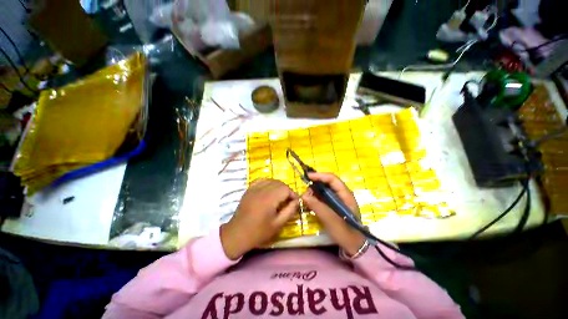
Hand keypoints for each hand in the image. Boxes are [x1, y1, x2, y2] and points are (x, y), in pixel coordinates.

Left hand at [221, 179, 298, 259]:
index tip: (295, 202)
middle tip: (288, 201)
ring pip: (271, 180)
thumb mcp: (278, 224)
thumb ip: (290, 211)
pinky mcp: (249, 190)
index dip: (292, 194)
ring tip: (279, 196)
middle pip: (279, 183)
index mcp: (269, 199)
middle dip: (286, 190)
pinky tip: (269, 190)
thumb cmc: (259, 232)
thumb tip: (297, 201)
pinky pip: (261, 180)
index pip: (285, 189)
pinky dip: (268, 182)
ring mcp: (254, 188)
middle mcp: (261, 190)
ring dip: (278, 186)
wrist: (237, 234)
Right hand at [301, 172, 365, 256]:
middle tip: (306, 192)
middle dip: (315, 185)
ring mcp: (338, 201)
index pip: (332, 179)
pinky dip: (316, 199)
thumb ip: (317, 206)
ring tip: (306, 199)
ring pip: (324, 191)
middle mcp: (342, 195)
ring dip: (314, 192)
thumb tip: (304, 196)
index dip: (320, 176)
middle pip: (327, 183)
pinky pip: (323, 198)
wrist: (354, 247)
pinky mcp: (333, 206)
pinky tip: (310, 203)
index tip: (308, 177)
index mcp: (345, 195)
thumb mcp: (331, 219)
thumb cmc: (345, 233)